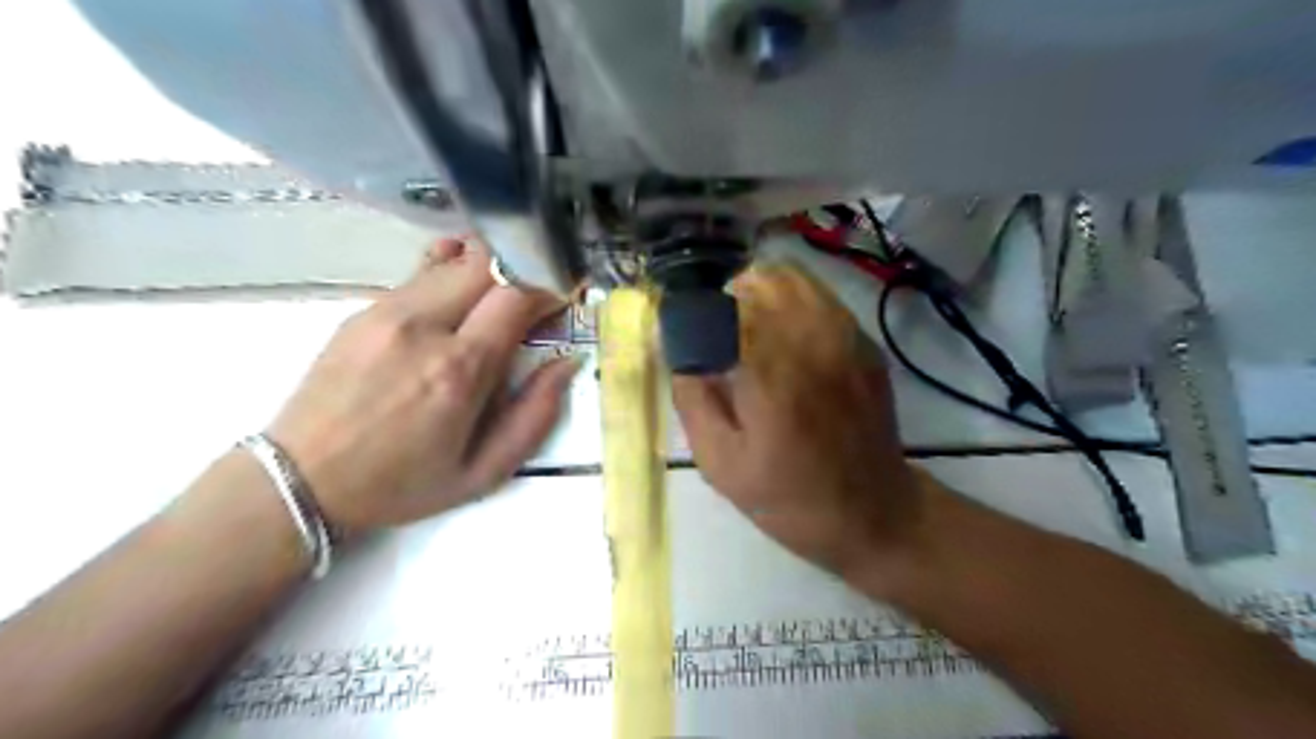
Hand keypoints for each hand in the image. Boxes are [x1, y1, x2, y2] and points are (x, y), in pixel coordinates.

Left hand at [266, 239, 577, 533]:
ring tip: (496, 301)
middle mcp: (423, 327)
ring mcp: (387, 311)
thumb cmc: (400, 484)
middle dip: (520, 272)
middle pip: (486, 263)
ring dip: (487, 272)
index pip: (516, 294)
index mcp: (459, 369)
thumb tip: (567, 362)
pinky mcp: (364, 310)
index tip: (559, 306)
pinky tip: (459, 297)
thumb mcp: (484, 471)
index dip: (547, 290)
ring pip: (453, 261)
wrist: (301, 480)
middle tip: (532, 301)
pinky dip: (452, 274)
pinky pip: (420, 273)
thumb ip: (536, 415)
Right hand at [673, 261, 917, 578]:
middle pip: (758, 278)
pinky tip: (786, 340)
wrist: (873, 513)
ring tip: (751, 331)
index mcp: (770, 375)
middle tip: (719, 337)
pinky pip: (819, 296)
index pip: (721, 307)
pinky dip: (792, 302)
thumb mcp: (720, 463)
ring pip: (792, 277)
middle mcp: (811, 342)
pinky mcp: (864, 342)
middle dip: (727, 298)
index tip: (686, 335)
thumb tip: (677, 349)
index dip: (695, 313)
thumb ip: (692, 398)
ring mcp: (845, 337)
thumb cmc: (788, 498)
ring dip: (760, 292)